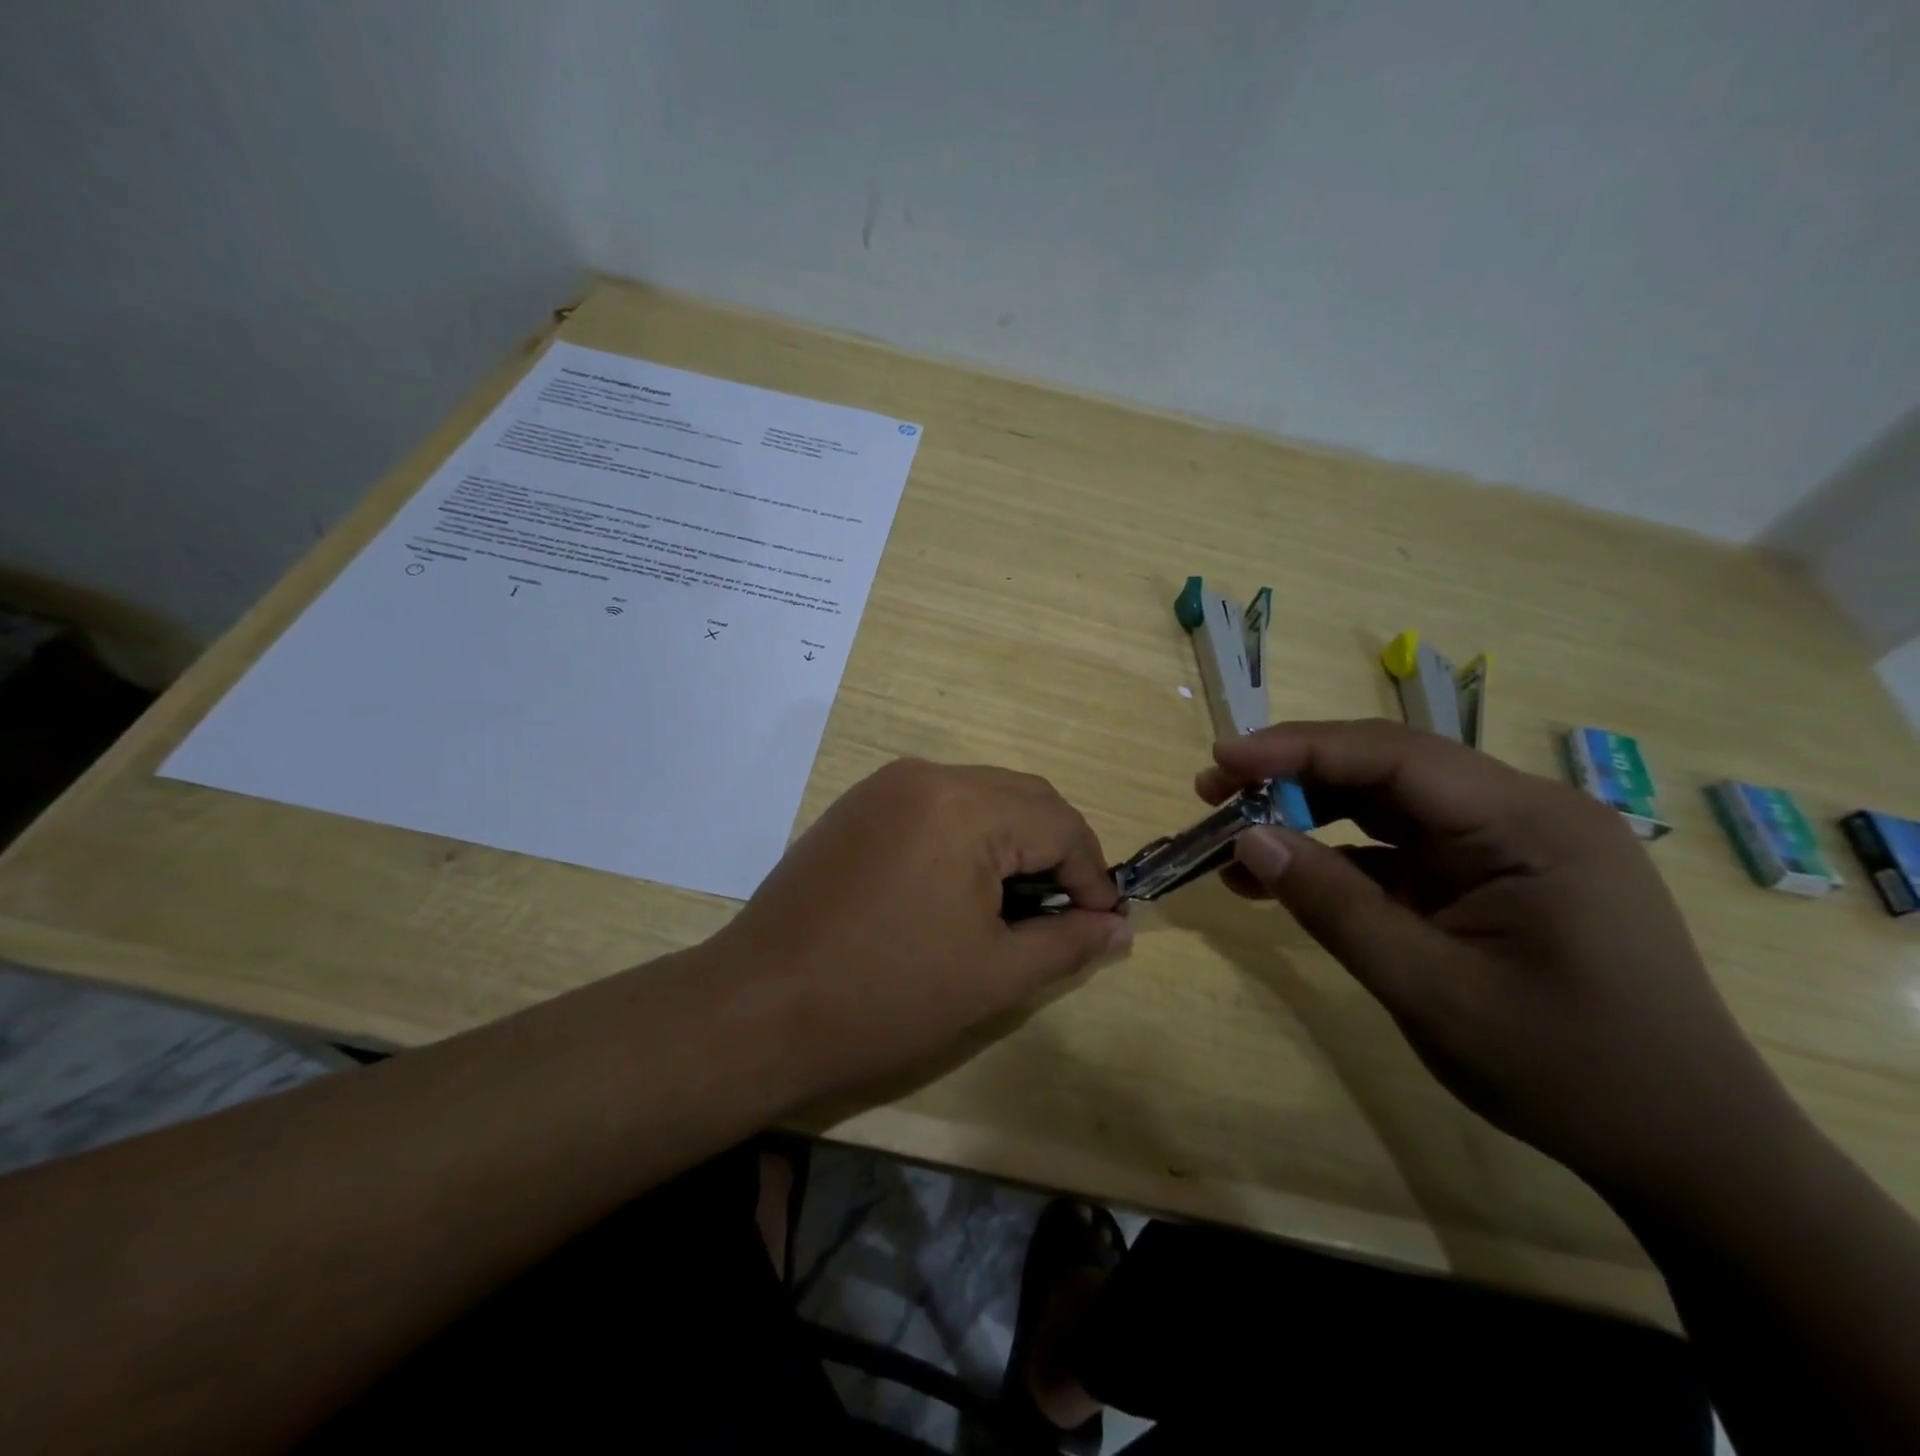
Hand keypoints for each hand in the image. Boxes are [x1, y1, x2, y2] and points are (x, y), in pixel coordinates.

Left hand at [709, 759, 1130, 1098]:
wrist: (758, 1007)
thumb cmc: (885, 995)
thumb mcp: (993, 975)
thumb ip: (1067, 943)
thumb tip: (1119, 929)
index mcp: (965, 806)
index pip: (1061, 824)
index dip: (1092, 876)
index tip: (1101, 926)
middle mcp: (926, 776)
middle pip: (1023, 798)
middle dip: (1056, 852)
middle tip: (1061, 915)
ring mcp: (885, 787)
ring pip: (980, 798)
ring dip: (1012, 843)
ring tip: (1012, 906)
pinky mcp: (857, 806)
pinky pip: (936, 806)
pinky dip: (967, 838)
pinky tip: (958, 889)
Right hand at [1199, 719, 1795, 1204]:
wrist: (1688, 1153)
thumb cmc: (1569, 1072)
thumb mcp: (1432, 991)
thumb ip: (1335, 906)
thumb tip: (1248, 839)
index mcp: (1530, 823)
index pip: (1395, 757)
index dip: (1299, 749)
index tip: (1222, 758)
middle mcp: (1524, 814)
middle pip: (1388, 770)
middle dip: (1295, 776)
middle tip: (1214, 793)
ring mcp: (1510, 847)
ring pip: (1388, 806)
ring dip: (1310, 818)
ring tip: (1235, 844)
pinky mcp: (1493, 879)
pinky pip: (1402, 850)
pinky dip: (1341, 860)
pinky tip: (1286, 881)